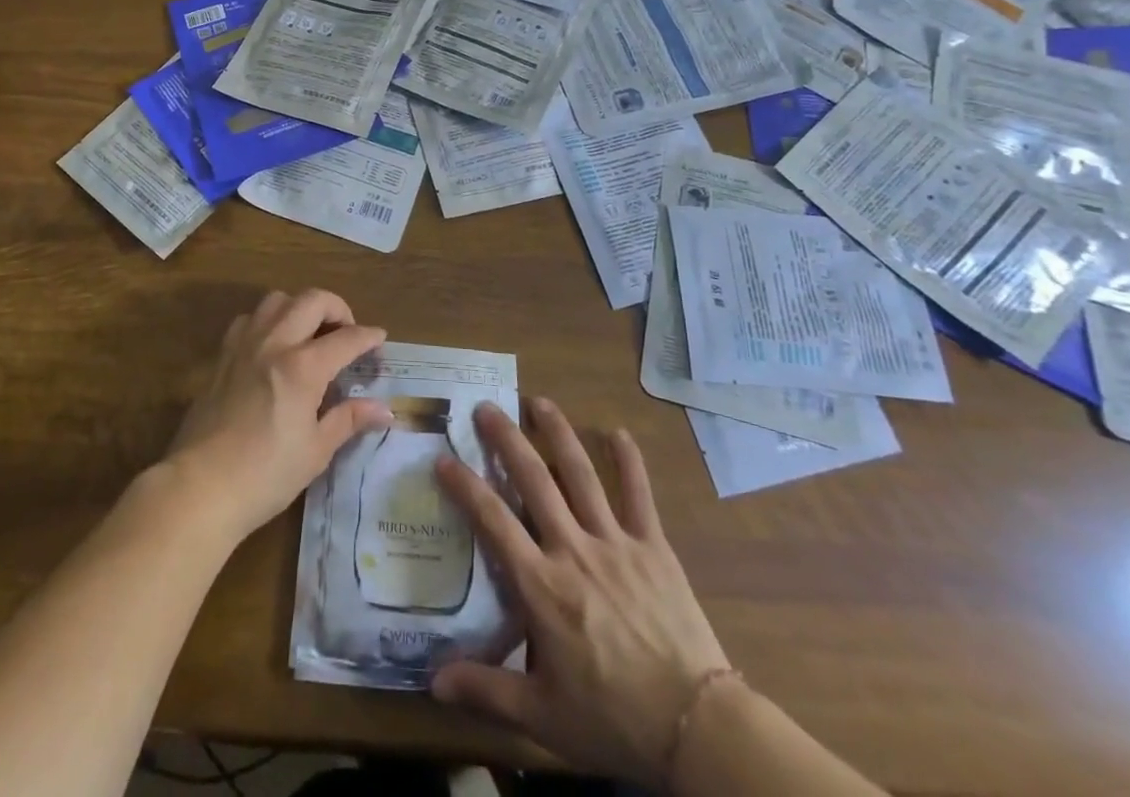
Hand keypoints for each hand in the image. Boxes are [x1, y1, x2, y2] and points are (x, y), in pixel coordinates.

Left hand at [161, 289, 391, 542]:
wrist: (200, 486)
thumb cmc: (265, 475)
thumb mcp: (315, 451)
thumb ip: (348, 420)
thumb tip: (383, 409)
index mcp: (302, 367)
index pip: (345, 338)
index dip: (368, 336)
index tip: (380, 338)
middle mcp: (274, 343)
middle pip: (312, 300)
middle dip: (337, 308)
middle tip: (346, 332)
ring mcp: (244, 345)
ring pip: (277, 300)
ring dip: (300, 307)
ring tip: (309, 333)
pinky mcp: (222, 355)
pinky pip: (249, 318)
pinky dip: (269, 321)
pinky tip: (273, 346)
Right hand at [431, 398, 730, 783]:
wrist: (696, 728)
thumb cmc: (612, 720)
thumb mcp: (542, 717)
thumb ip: (486, 692)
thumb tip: (432, 683)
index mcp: (541, 585)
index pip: (492, 520)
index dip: (465, 486)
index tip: (443, 458)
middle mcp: (572, 548)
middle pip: (533, 479)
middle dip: (506, 438)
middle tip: (486, 407)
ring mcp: (615, 542)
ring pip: (580, 473)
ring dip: (557, 433)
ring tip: (539, 402)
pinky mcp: (653, 547)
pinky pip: (639, 494)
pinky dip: (629, 461)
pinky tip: (618, 432)